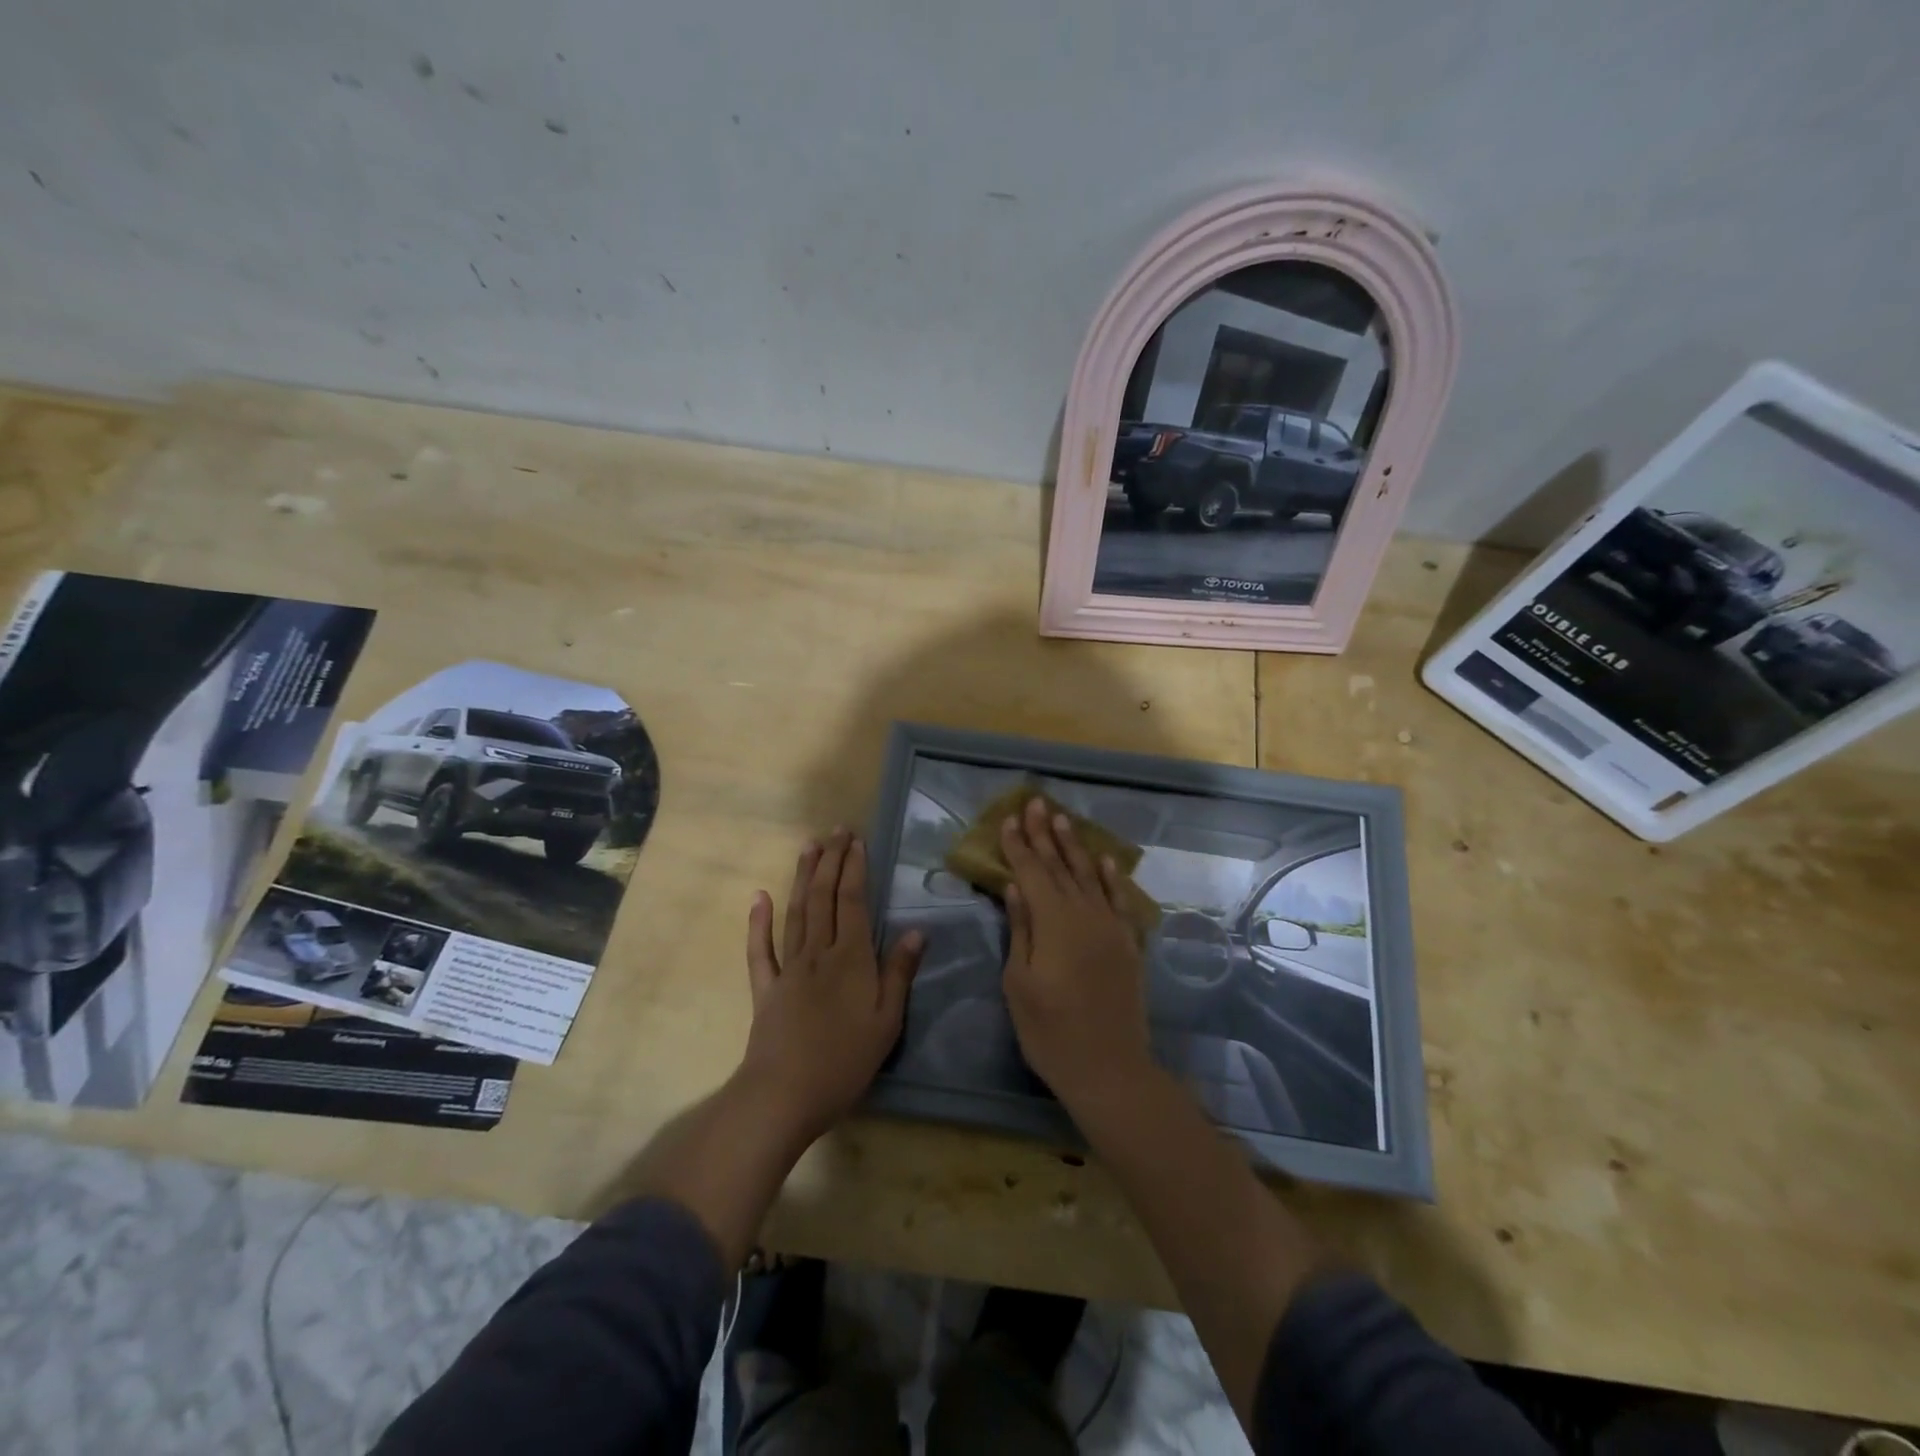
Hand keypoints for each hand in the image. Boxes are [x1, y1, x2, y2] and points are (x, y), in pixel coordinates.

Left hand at [738, 831, 922, 1141]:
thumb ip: (899, 973)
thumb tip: (916, 930)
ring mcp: (788, 968)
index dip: (854, 869)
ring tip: (808, 846)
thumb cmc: (845, 1061)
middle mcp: (818, 953)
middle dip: (830, 861)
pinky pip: (761, 950)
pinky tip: (759, 897)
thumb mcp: (887, 1021)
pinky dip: (759, 922)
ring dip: (803, 877)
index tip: (857, 841)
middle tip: (836, 831)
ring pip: (796, 912)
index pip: (852, 902)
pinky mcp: (765, 988)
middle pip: (824, 898)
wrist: (784, 1094)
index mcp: (851, 958)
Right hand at [1000, 797, 1153, 1107]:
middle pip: (1060, 866)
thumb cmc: (1050, 1031)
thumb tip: (1016, 887)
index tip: (1008, 819)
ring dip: (1074, 846)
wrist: (1110, 1068)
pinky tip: (1104, 859)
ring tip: (1063, 819)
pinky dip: (1110, 877)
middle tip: (1035, 802)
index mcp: (1054, 923)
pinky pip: (1119, 899)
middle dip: (1045, 834)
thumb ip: (1021, 930)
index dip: (1018, 845)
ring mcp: (1111, 927)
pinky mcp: (1127, 943)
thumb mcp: (1019, 983)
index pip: (1032, 873)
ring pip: (1089, 876)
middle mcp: (1085, 914)